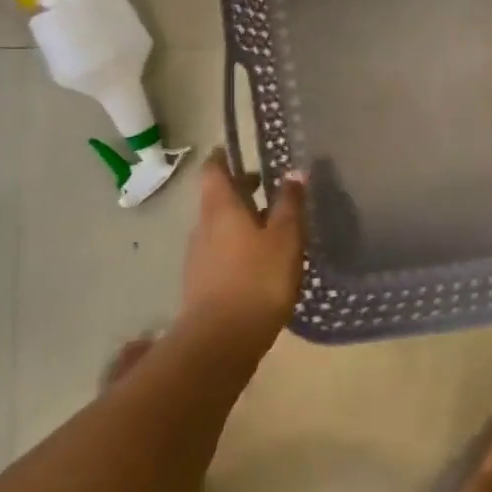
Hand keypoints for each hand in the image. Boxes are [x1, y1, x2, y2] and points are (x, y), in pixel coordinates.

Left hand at [179, 149, 307, 346]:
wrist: (221, 341)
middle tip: (269, 188)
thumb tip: (294, 172)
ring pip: (219, 227)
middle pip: (217, 199)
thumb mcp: (285, 237)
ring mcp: (198, 257)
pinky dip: (238, 247)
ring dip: (241, 221)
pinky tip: (260, 262)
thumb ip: (290, 204)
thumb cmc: (258, 278)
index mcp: (220, 208)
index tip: (236, 150)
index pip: (213, 170)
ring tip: (272, 227)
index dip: (223, 157)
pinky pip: (220, 253)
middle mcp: (203, 227)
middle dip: (240, 191)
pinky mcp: (201, 284)